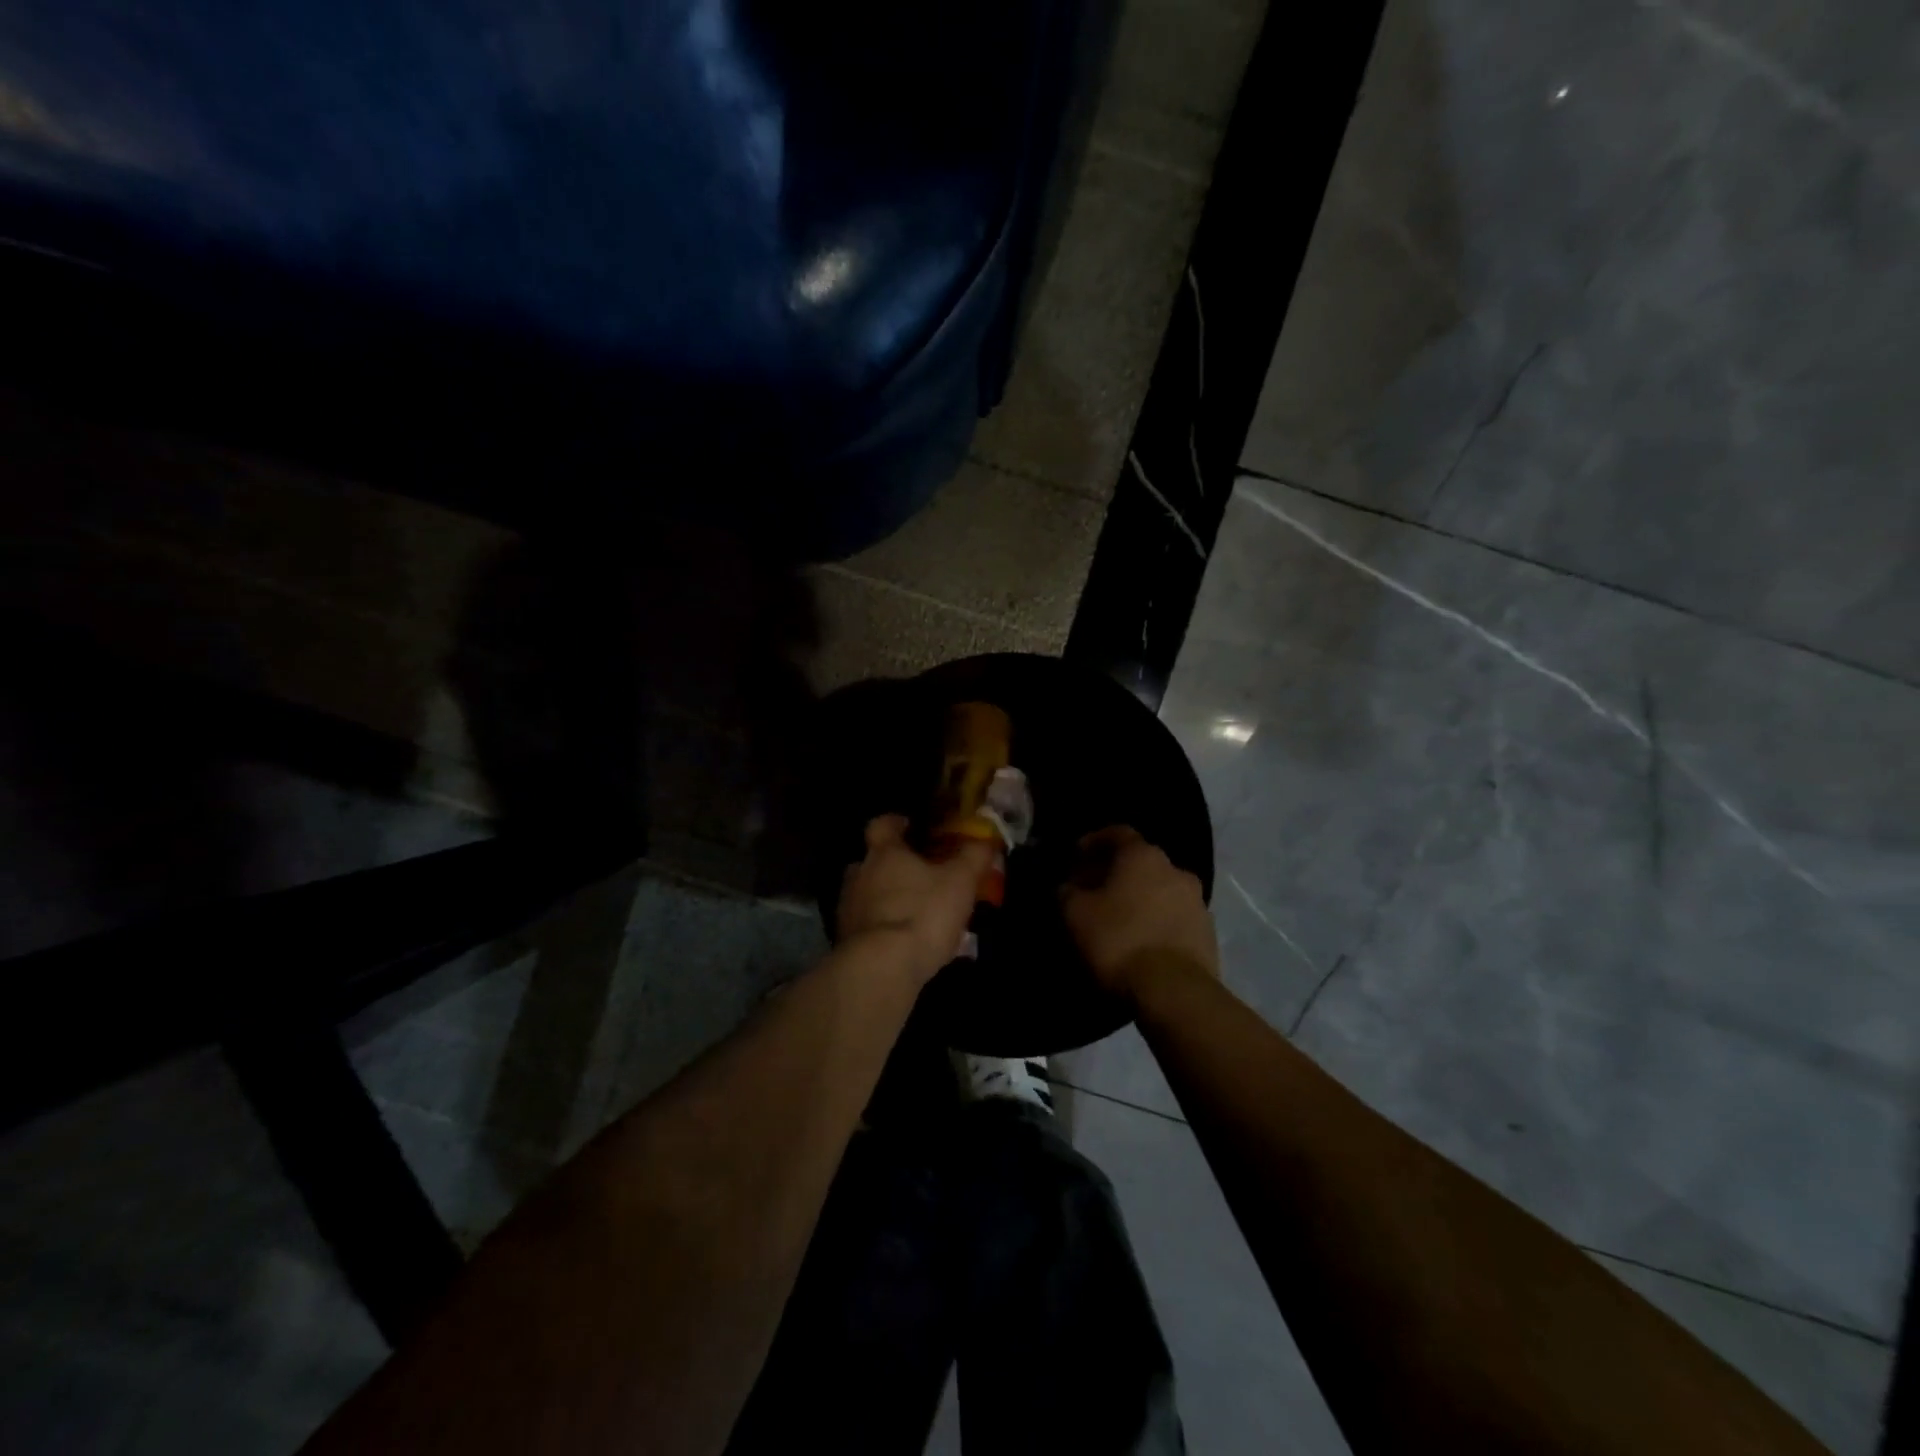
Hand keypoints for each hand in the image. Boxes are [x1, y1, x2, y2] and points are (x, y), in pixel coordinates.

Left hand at [837, 815, 993, 984]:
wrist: (882, 968)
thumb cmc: (923, 913)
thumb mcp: (960, 881)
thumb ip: (973, 857)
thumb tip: (984, 840)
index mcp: (884, 852)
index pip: (881, 825)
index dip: (895, 823)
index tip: (909, 827)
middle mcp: (859, 874)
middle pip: (871, 860)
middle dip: (891, 865)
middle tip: (917, 875)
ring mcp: (847, 908)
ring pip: (866, 894)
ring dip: (885, 898)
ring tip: (913, 912)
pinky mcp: (845, 940)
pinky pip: (865, 925)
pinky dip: (881, 927)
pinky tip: (902, 941)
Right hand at [1060, 826, 1217, 1000]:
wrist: (1174, 991)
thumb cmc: (1118, 940)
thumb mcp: (1075, 914)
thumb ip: (1067, 891)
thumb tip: (1068, 887)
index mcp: (1143, 856)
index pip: (1118, 833)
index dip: (1094, 841)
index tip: (1077, 856)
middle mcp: (1176, 870)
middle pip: (1142, 862)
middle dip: (1118, 873)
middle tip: (1095, 890)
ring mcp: (1197, 902)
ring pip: (1161, 890)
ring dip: (1141, 898)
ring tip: (1119, 919)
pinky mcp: (1208, 934)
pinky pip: (1175, 918)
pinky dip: (1158, 922)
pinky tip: (1142, 941)